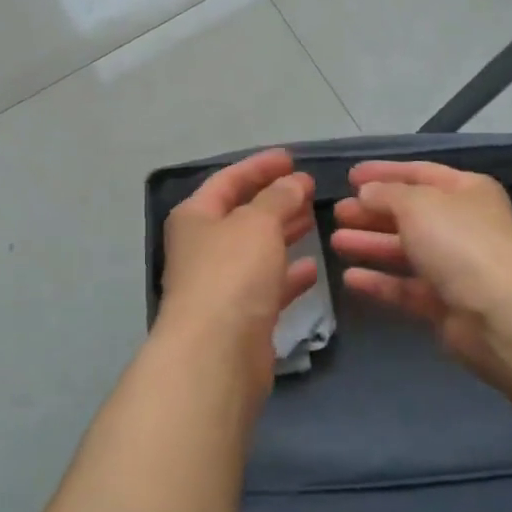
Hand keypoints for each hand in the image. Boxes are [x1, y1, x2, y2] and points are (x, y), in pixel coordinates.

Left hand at [158, 148, 317, 382]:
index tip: (291, 158)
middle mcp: (203, 248)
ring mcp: (220, 284)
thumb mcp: (258, 223)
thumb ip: (279, 197)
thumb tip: (295, 182)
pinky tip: (313, 269)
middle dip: (275, 199)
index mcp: (195, 217)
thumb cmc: (232, 273)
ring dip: (284, 234)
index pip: (228, 180)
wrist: (216, 354)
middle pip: (242, 215)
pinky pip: (267, 286)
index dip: (259, 166)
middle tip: (309, 188)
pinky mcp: (240, 317)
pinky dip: (288, 275)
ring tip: (315, 219)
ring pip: (256, 250)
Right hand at [330, 160, 511, 381]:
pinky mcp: (444, 304)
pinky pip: (405, 287)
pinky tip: (349, 278)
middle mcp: (462, 226)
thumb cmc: (459, 242)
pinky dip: (379, 281)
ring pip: (404, 251)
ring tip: (335, 241)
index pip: (419, 173)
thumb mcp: (417, 203)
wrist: (500, 313)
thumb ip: (386, 194)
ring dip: (370, 244)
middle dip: (372, 212)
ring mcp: (455, 267)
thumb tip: (367, 193)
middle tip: (338, 212)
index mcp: (466, 191)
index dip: (384, 173)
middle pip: (409, 214)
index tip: (349, 177)